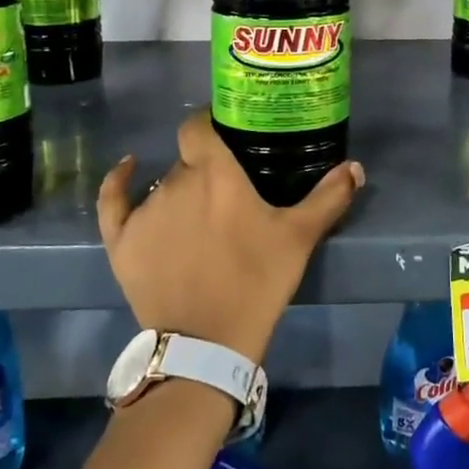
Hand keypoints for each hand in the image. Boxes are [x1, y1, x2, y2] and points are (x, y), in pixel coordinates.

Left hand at [98, 111, 363, 364]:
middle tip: (227, 195)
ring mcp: (144, 211)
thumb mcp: (298, 238)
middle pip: (187, 161)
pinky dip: (118, 183)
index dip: (209, 124)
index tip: (226, 136)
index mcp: (215, 172)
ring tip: (199, 217)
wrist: (206, 343)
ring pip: (161, 185)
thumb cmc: (256, 282)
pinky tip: (126, 169)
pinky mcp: (121, 240)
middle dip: (205, 171)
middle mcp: (175, 181)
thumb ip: (328, 198)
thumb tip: (355, 167)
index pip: (199, 127)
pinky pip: (113, 200)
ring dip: (179, 192)